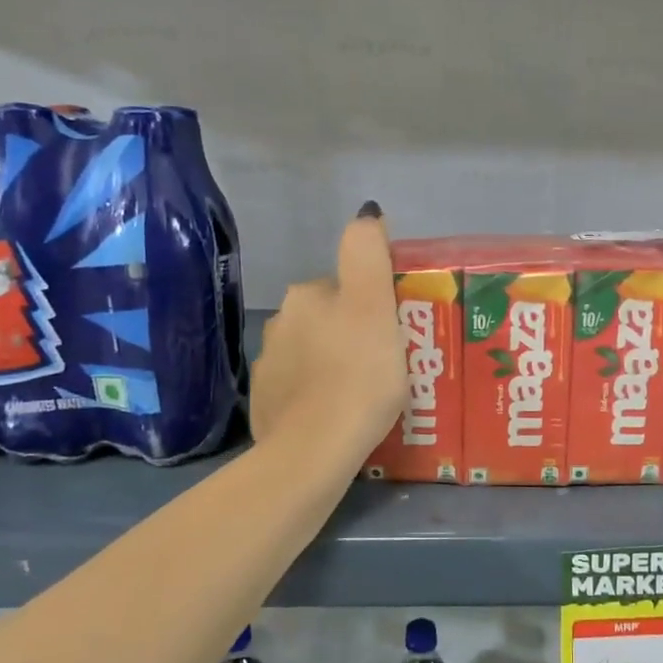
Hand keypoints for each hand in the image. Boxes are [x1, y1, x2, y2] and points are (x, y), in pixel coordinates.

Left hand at [250, 203, 406, 458]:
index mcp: (305, 296)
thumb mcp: (374, 304)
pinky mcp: (266, 406)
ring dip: (335, 365)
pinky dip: (318, 396)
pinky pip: (300, 390)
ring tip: (367, 396)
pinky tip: (338, 416)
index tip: (396, 335)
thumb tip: (367, 213)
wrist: (315, 450)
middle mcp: (279, 324)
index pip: (347, 288)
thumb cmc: (358, 373)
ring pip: (313, 354)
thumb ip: (368, 252)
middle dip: (354, 335)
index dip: (374, 307)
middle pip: (329, 320)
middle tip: (389, 366)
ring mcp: (268, 368)